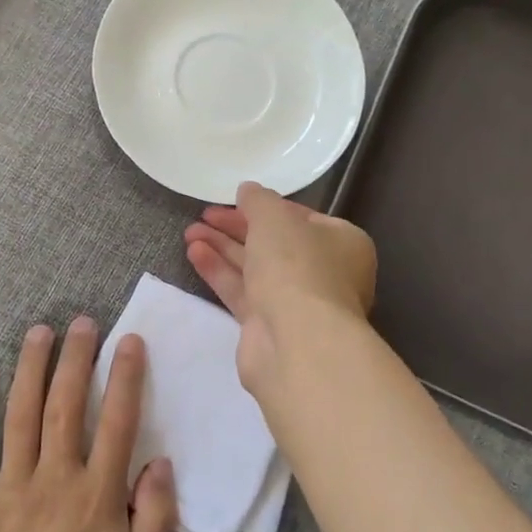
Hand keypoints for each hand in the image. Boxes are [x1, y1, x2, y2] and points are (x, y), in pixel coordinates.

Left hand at [0, 318, 176, 531]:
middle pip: (66, 404)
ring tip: (39, 331)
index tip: (129, 341)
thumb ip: (156, 519)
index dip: (125, 376)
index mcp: (97, 496)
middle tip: (82, 322)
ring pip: (21, 413)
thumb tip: (160, 462)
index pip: (117, 420)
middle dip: (76, 357)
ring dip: (31, 367)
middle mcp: (55, 478)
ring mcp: (10, 486)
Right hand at [185, 181, 377, 393]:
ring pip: (255, 269)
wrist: (296, 342)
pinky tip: (194, 253)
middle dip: (237, 228)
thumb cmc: (296, 267)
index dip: (266, 207)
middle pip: (275, 244)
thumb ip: (258, 200)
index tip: (234, 199)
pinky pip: (242, 292)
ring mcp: (297, 303)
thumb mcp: (275, 218)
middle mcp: (324, 273)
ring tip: (189, 232)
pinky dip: (220, 272)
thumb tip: (248, 190)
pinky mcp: (269, 327)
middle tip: (204, 215)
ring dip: (223, 248)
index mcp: (342, 243)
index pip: (301, 218)